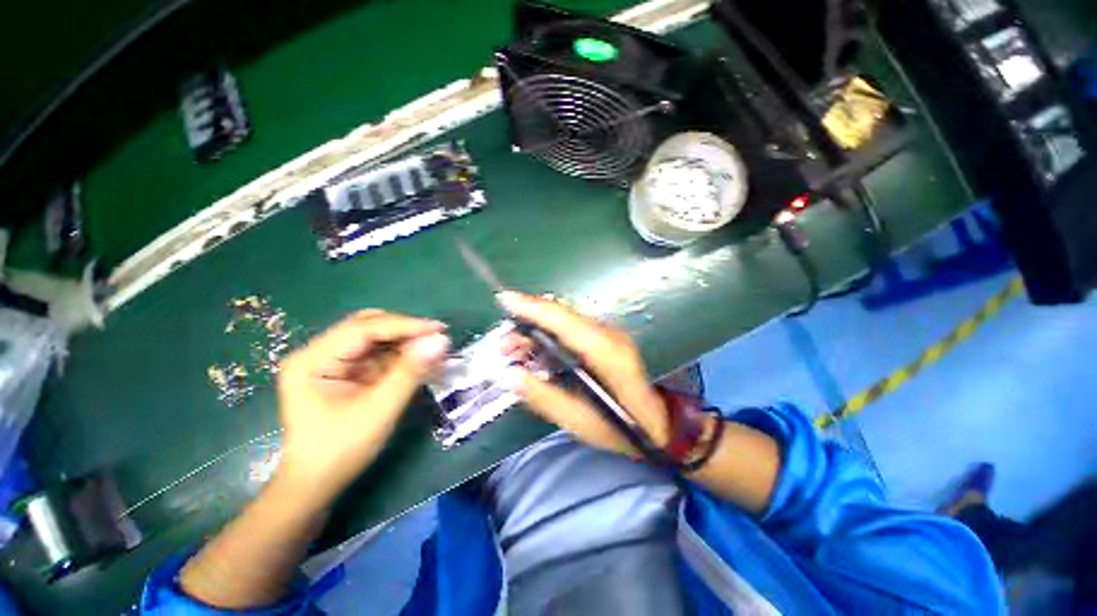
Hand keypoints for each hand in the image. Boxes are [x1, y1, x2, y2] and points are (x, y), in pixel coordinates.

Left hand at [275, 310, 448, 503]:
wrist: (317, 484)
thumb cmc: (341, 451)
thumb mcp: (379, 409)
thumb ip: (410, 372)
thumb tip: (441, 340)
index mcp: (312, 360)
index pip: (363, 329)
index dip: (404, 326)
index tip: (439, 329)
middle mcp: (318, 353)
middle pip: (367, 326)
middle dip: (404, 330)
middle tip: (436, 339)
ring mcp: (331, 361)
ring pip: (375, 337)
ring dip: (405, 342)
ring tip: (434, 350)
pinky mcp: (344, 371)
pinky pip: (377, 353)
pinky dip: (401, 355)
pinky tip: (420, 360)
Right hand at [497, 292, 669, 455]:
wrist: (657, 423)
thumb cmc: (621, 426)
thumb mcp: (578, 421)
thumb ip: (543, 397)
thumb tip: (508, 375)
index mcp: (605, 352)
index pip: (564, 320)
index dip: (533, 307)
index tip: (504, 299)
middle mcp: (608, 334)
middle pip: (562, 314)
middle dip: (527, 321)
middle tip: (504, 343)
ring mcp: (609, 334)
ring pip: (565, 319)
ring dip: (536, 329)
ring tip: (514, 350)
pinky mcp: (606, 338)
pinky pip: (572, 328)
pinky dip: (549, 335)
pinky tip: (536, 352)